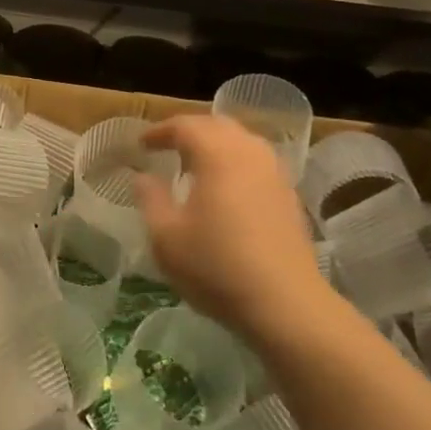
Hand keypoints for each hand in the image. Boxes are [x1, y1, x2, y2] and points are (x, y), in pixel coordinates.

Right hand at [134, 114, 328, 338]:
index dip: (160, 131)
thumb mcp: (166, 237)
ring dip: (215, 145)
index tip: (141, 145)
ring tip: (195, 165)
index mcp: (217, 154)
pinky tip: (226, 189)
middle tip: (167, 147)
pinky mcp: (289, 195)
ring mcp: (275, 173)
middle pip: (217, 125)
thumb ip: (151, 199)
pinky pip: (257, 162)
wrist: (285, 304)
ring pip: (242, 141)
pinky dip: (236, 163)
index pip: (185, 126)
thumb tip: (143, 177)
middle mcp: (249, 152)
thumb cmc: (216, 267)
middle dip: (190, 131)